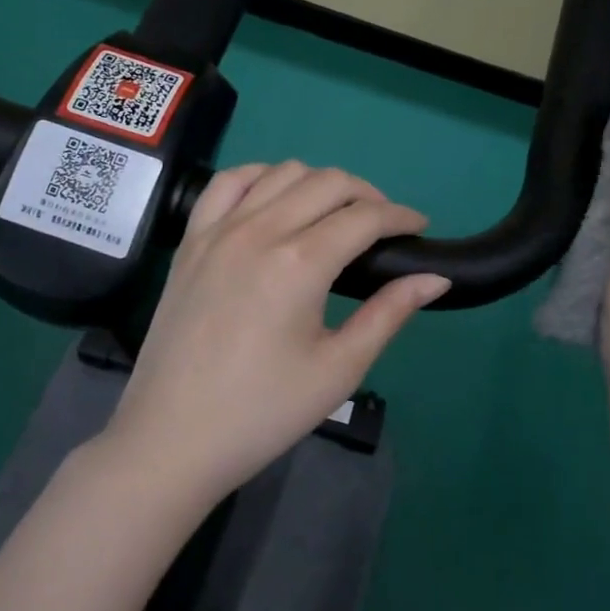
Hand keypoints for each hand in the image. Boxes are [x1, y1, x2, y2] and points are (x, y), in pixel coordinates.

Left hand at [105, 161, 450, 507]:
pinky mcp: (191, 240)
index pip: (364, 216)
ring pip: (281, 172)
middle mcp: (259, 230)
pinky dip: (261, 176)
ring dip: (319, 183)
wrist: (173, 438)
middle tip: (384, 227)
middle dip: (368, 195)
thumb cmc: (263, 412)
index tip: (420, 228)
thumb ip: (389, 313)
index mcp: (299, 263)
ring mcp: (219, 230)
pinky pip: (228, 182)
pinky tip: (276, 198)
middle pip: (327, 182)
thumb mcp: (339, 369)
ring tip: (335, 215)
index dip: (401, 216)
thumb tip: (436, 278)